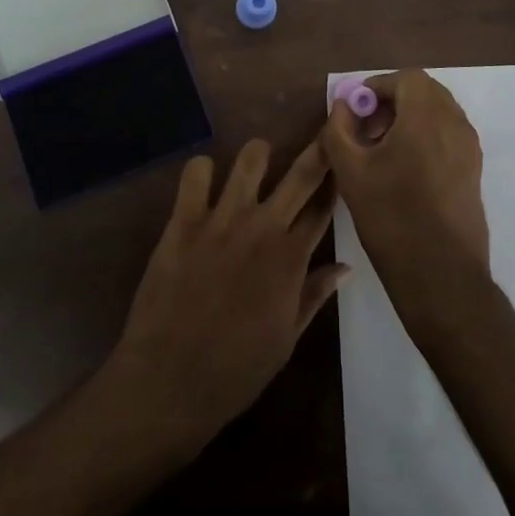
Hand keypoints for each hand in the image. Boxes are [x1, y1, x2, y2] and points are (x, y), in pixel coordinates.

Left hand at [107, 140, 348, 453]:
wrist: (169, 382)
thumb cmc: (234, 370)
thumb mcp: (286, 340)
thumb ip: (314, 295)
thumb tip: (345, 266)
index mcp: (291, 259)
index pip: (323, 208)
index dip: (336, 185)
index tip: (343, 167)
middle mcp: (263, 228)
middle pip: (302, 173)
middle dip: (319, 150)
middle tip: (326, 134)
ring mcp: (222, 219)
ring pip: (251, 158)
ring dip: (259, 155)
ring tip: (258, 162)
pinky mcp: (184, 219)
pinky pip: (196, 172)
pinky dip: (202, 171)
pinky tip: (204, 184)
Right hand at [318, 70, 489, 306]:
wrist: (441, 275)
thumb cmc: (392, 217)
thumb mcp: (350, 171)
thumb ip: (339, 128)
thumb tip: (343, 106)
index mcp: (427, 116)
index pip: (407, 78)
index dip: (378, 86)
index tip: (356, 110)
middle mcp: (455, 124)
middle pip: (425, 92)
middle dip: (394, 101)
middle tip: (367, 127)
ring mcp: (469, 148)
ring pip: (439, 113)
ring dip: (410, 118)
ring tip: (382, 150)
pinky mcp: (474, 171)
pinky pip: (449, 135)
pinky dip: (426, 136)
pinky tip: (404, 169)